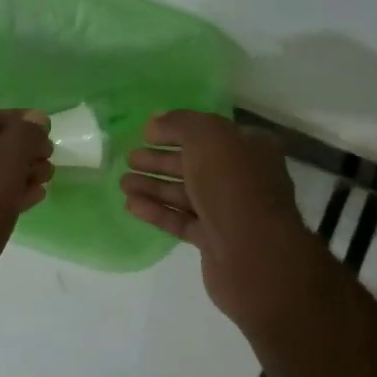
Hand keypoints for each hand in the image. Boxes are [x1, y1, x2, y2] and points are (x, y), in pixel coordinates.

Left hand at [0, 108, 53, 289]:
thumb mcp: (5, 164)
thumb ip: (22, 136)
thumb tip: (34, 118)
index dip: (21, 121)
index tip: (50, 133)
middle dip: (22, 149)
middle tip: (51, 159)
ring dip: (20, 172)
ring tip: (47, 178)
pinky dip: (10, 195)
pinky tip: (33, 200)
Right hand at [120, 111, 317, 335]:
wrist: (253, 253)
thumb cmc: (233, 186)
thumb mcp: (207, 138)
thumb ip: (179, 123)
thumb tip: (155, 123)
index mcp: (249, 149)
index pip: (209, 133)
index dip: (177, 130)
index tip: (146, 134)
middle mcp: (242, 178)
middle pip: (194, 163)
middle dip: (160, 160)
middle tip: (129, 158)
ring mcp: (229, 211)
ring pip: (185, 192)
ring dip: (153, 185)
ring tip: (122, 182)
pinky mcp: (214, 240)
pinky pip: (181, 219)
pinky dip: (157, 210)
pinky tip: (131, 205)